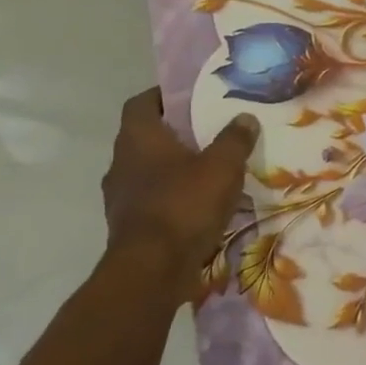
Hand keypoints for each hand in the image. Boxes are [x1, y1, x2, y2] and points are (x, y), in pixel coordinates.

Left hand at [101, 89, 258, 296]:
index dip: (163, 95)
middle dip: (175, 133)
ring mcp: (120, 196)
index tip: (190, 96)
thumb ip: (235, 139)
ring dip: (173, 167)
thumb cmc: (185, 204)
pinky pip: (152, 199)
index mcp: (138, 138)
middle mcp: (121, 162)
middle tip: (209, 132)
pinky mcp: (128, 224)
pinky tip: (199, 204)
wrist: (153, 268)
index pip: (142, 103)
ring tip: (209, 170)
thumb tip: (244, 117)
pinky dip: (172, 196)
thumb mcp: (222, 166)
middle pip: (146, 137)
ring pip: (148, 170)